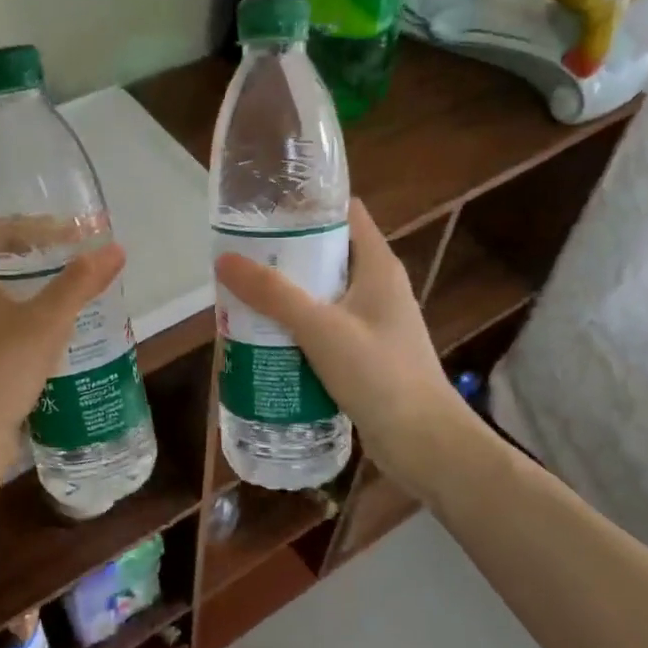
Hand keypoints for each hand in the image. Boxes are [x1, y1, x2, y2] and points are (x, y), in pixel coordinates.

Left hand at [0, 228, 126, 486]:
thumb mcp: (45, 321)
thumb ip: (79, 283)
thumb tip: (114, 248)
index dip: (28, 223)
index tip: (68, 229)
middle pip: (5, 264)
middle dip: (45, 258)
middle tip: (86, 260)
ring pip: (13, 300)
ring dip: (47, 293)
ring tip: (87, 293)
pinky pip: (16, 331)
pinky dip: (43, 325)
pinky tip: (74, 335)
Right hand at [215, 199, 480, 488]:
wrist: (423, 442)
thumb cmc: (378, 373)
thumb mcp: (320, 327)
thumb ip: (273, 294)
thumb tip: (224, 260)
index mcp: (378, 266)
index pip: (346, 213)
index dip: (308, 205)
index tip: (265, 208)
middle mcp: (379, 287)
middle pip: (328, 254)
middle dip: (286, 254)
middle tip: (242, 258)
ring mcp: (374, 322)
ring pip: (324, 295)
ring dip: (289, 295)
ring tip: (245, 296)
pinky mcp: (366, 354)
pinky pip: (326, 329)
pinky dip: (298, 329)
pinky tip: (266, 339)